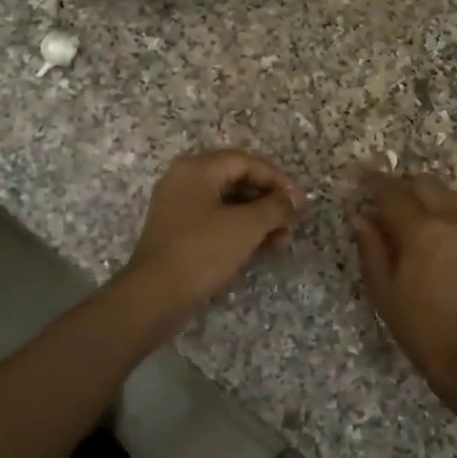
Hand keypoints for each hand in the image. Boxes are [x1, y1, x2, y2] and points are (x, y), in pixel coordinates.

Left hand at [122, 150, 305, 320]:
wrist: (156, 295)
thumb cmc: (203, 251)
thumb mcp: (246, 226)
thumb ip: (276, 207)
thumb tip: (296, 199)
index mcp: (196, 169)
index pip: (246, 162)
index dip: (278, 179)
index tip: (300, 201)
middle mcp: (184, 182)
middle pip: (237, 181)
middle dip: (269, 201)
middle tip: (293, 221)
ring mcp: (179, 209)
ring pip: (228, 205)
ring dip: (259, 219)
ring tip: (283, 239)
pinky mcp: (180, 235)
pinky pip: (217, 223)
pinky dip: (241, 232)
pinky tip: (263, 248)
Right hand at [350, 170, 456, 391]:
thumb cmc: (421, 328)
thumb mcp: (384, 291)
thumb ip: (371, 248)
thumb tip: (359, 217)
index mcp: (421, 230)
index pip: (393, 193)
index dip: (374, 182)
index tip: (362, 177)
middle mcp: (453, 219)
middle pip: (425, 183)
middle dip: (403, 186)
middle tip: (386, 199)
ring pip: (450, 195)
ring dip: (429, 197)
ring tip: (414, 216)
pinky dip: (449, 214)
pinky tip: (440, 236)